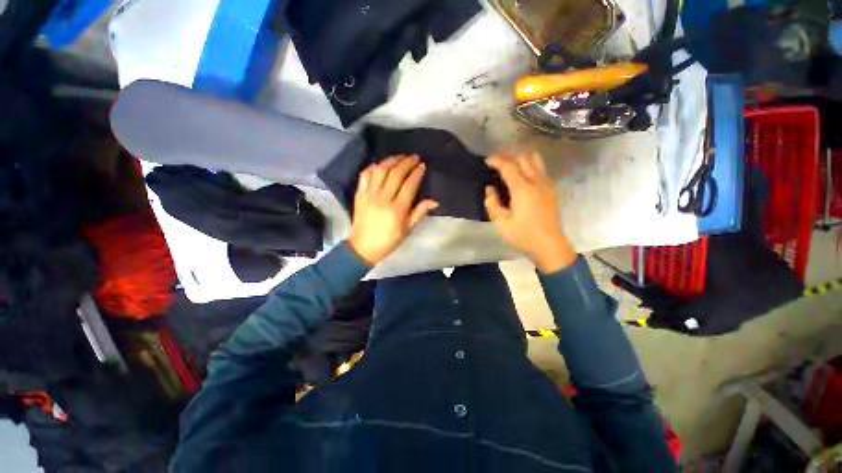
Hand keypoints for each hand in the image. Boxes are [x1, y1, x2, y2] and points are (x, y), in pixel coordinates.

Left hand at [349, 155, 438, 265]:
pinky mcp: (359, 195)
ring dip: (391, 161)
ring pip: (380, 171)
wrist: (363, 248)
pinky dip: (373, 167)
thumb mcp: (407, 229)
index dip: (416, 173)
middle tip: (414, 157)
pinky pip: (364, 175)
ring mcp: (369, 195)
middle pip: (395, 174)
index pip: (409, 185)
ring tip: (400, 157)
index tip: (422, 165)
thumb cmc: (389, 241)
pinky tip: (380, 164)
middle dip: (406, 163)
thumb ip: (419, 213)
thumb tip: (434, 201)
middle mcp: (382, 199)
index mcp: (397, 210)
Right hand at [485, 151, 576, 273]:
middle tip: (497, 162)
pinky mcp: (552, 189)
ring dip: (522, 158)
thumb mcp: (501, 223)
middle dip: (509, 156)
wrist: (549, 244)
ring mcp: (547, 184)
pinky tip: (523, 176)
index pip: (509, 166)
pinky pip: (541, 169)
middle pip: (524, 157)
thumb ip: (492, 204)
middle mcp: (537, 181)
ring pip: (536, 160)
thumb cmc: (523, 235)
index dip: (497, 160)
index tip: (487, 160)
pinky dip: (531, 166)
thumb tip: (490, 189)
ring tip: (511, 165)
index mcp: (522, 189)